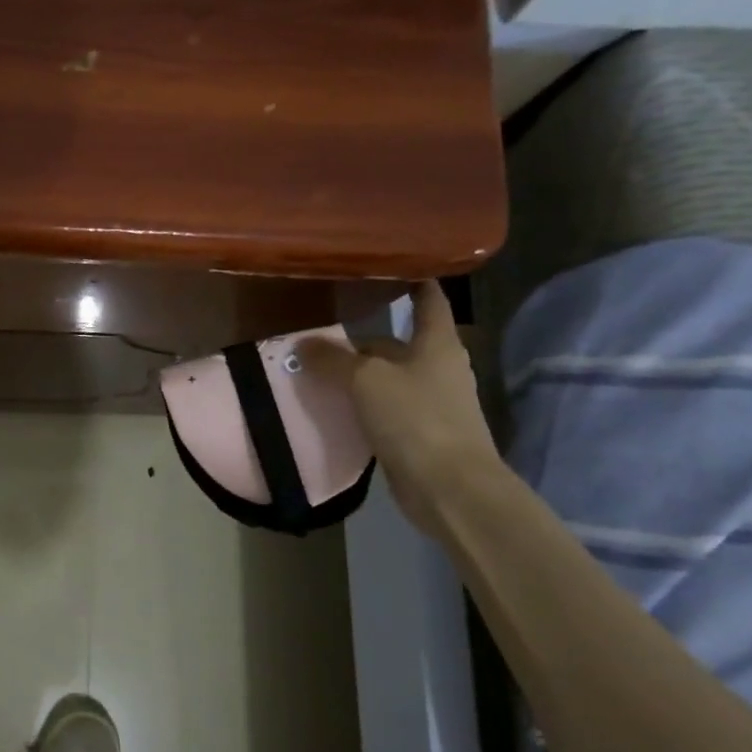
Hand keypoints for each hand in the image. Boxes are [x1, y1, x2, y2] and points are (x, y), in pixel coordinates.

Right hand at [306, 281, 501, 536]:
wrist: (449, 486)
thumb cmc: (415, 418)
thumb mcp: (366, 381)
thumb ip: (332, 360)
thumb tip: (301, 344)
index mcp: (437, 343)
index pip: (429, 299)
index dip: (413, 280)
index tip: (389, 265)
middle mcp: (438, 367)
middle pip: (398, 343)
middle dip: (363, 340)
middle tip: (322, 332)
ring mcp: (431, 402)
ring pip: (388, 377)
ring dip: (359, 375)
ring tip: (318, 369)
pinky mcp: (419, 433)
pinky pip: (384, 409)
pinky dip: (362, 405)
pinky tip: (334, 408)